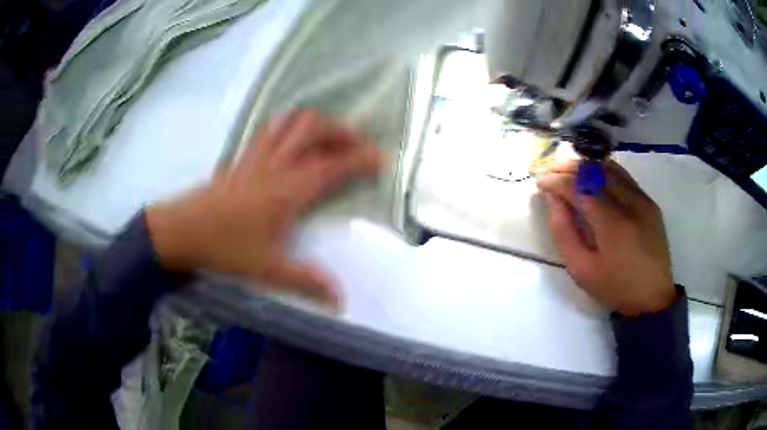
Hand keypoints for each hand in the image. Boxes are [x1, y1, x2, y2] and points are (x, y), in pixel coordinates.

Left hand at [145, 110, 383, 307]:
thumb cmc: (224, 248)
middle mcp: (276, 165)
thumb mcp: (267, 269)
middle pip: (313, 128)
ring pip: (290, 121)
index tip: (383, 159)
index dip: (362, 159)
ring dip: (314, 122)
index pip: (334, 165)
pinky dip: (288, 126)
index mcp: (288, 190)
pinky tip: (292, 140)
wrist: (181, 231)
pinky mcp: (241, 158)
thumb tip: (340, 301)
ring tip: (329, 136)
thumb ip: (306, 282)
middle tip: (357, 144)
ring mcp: (256, 157)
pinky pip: (270, 129)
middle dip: (341, 130)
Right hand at [537, 159, 676, 316]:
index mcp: (613, 225)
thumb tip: (553, 199)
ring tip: (568, 172)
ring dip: (585, 166)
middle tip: (550, 172)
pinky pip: (623, 176)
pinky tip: (592, 178)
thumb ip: (563, 232)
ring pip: (610, 167)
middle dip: (568, 167)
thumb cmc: (615, 288)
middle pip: (595, 170)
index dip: (557, 180)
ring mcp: (643, 199)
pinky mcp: (649, 201)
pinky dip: (603, 171)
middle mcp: (630, 203)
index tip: (540, 181)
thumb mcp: (581, 270)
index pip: (580, 187)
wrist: (653, 297)